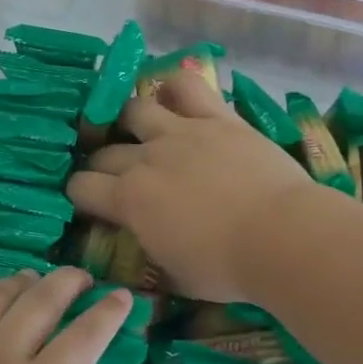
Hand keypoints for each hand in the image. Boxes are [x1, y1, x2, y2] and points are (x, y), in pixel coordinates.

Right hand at [66, 70, 321, 301]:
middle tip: (115, 177)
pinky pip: (187, 87)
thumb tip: (139, 249)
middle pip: (104, 152)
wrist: (282, 237)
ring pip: (136, 109)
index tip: (90, 204)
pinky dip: (175, 88)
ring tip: (139, 130)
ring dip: (129, 121)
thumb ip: (148, 254)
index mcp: (129, 200)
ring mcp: (181, 132)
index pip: (81, 188)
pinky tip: (174, 96)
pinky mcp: (217, 118)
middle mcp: (145, 158)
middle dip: (101, 165)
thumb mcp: (174, 276)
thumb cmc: (226, 268)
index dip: (80, 196)